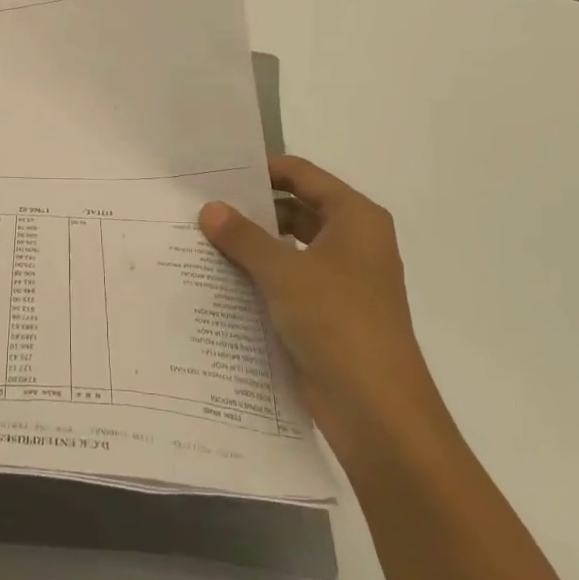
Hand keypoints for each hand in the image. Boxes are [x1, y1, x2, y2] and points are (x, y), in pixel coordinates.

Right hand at [199, 156, 438, 430]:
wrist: (376, 409)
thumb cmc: (337, 321)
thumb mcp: (284, 271)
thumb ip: (244, 237)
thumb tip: (210, 208)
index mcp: (355, 219)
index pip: (303, 175)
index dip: (263, 170)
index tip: (218, 172)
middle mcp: (352, 243)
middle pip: (296, 210)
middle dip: (251, 210)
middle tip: (201, 208)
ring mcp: (342, 281)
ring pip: (290, 249)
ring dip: (253, 247)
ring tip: (202, 242)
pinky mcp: (328, 315)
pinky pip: (288, 283)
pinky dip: (260, 278)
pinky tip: (220, 281)